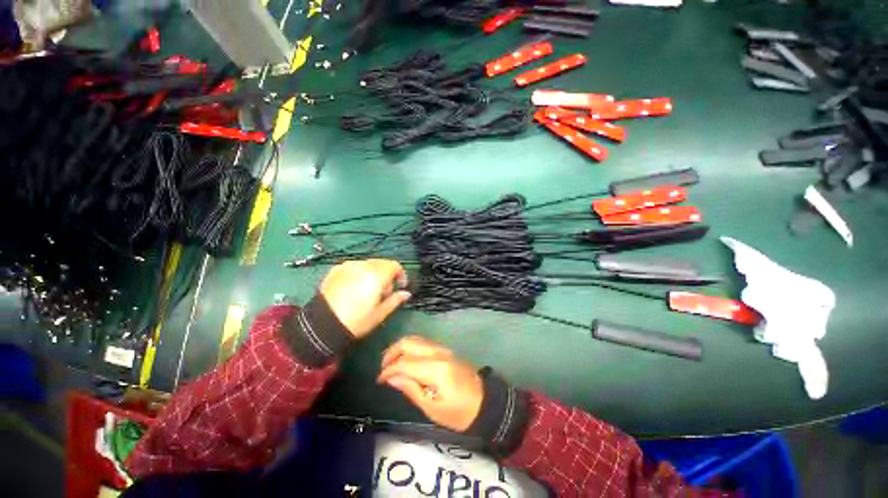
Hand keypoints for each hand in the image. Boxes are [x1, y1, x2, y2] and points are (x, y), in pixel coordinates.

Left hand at [319, 259, 410, 338]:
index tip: (401, 286)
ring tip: (369, 290)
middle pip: (382, 263)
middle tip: (385, 292)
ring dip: (374, 272)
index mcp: (376, 275)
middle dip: (388, 274)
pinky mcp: (336, 269)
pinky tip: (355, 287)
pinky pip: (355, 266)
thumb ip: (395, 300)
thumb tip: (406, 293)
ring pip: (368, 264)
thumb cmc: (355, 321)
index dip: (401, 275)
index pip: (394, 266)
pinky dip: (360, 273)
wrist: (321, 325)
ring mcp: (348, 266)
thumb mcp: (380, 314)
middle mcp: (363, 266)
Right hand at [377, 336, 482, 431]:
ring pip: (415, 339)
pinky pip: (423, 342)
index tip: (378, 380)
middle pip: (408, 343)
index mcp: (435, 368)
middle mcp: (438, 352)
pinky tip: (405, 359)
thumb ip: (411, 390)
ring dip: (400, 348)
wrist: (485, 402)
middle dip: (391, 353)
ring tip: (391, 364)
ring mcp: (443, 348)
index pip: (405, 363)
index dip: (388, 370)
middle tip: (383, 369)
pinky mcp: (445, 349)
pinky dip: (410, 347)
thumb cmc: (459, 412)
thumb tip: (391, 378)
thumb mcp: (433, 409)